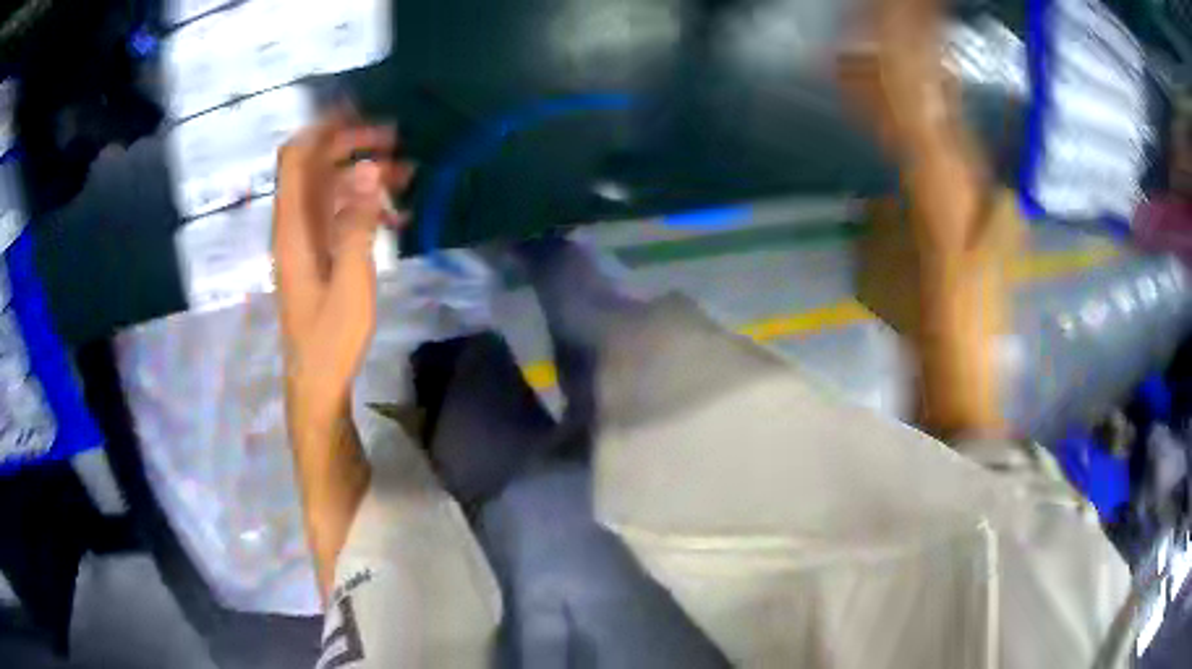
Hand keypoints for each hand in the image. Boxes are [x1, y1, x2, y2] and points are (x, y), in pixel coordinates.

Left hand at [273, 111, 413, 430]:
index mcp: (294, 228)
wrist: (317, 381)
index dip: (321, 128)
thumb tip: (366, 168)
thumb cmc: (331, 338)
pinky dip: (364, 204)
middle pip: (314, 165)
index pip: (295, 158)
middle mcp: (295, 225)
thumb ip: (356, 224)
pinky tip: (395, 216)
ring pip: (330, 188)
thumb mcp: (351, 282)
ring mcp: (306, 239)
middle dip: (351, 145)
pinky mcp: (318, 254)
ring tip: (406, 174)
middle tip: (394, 141)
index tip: (359, 111)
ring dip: (363, 174)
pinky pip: (338, 213)